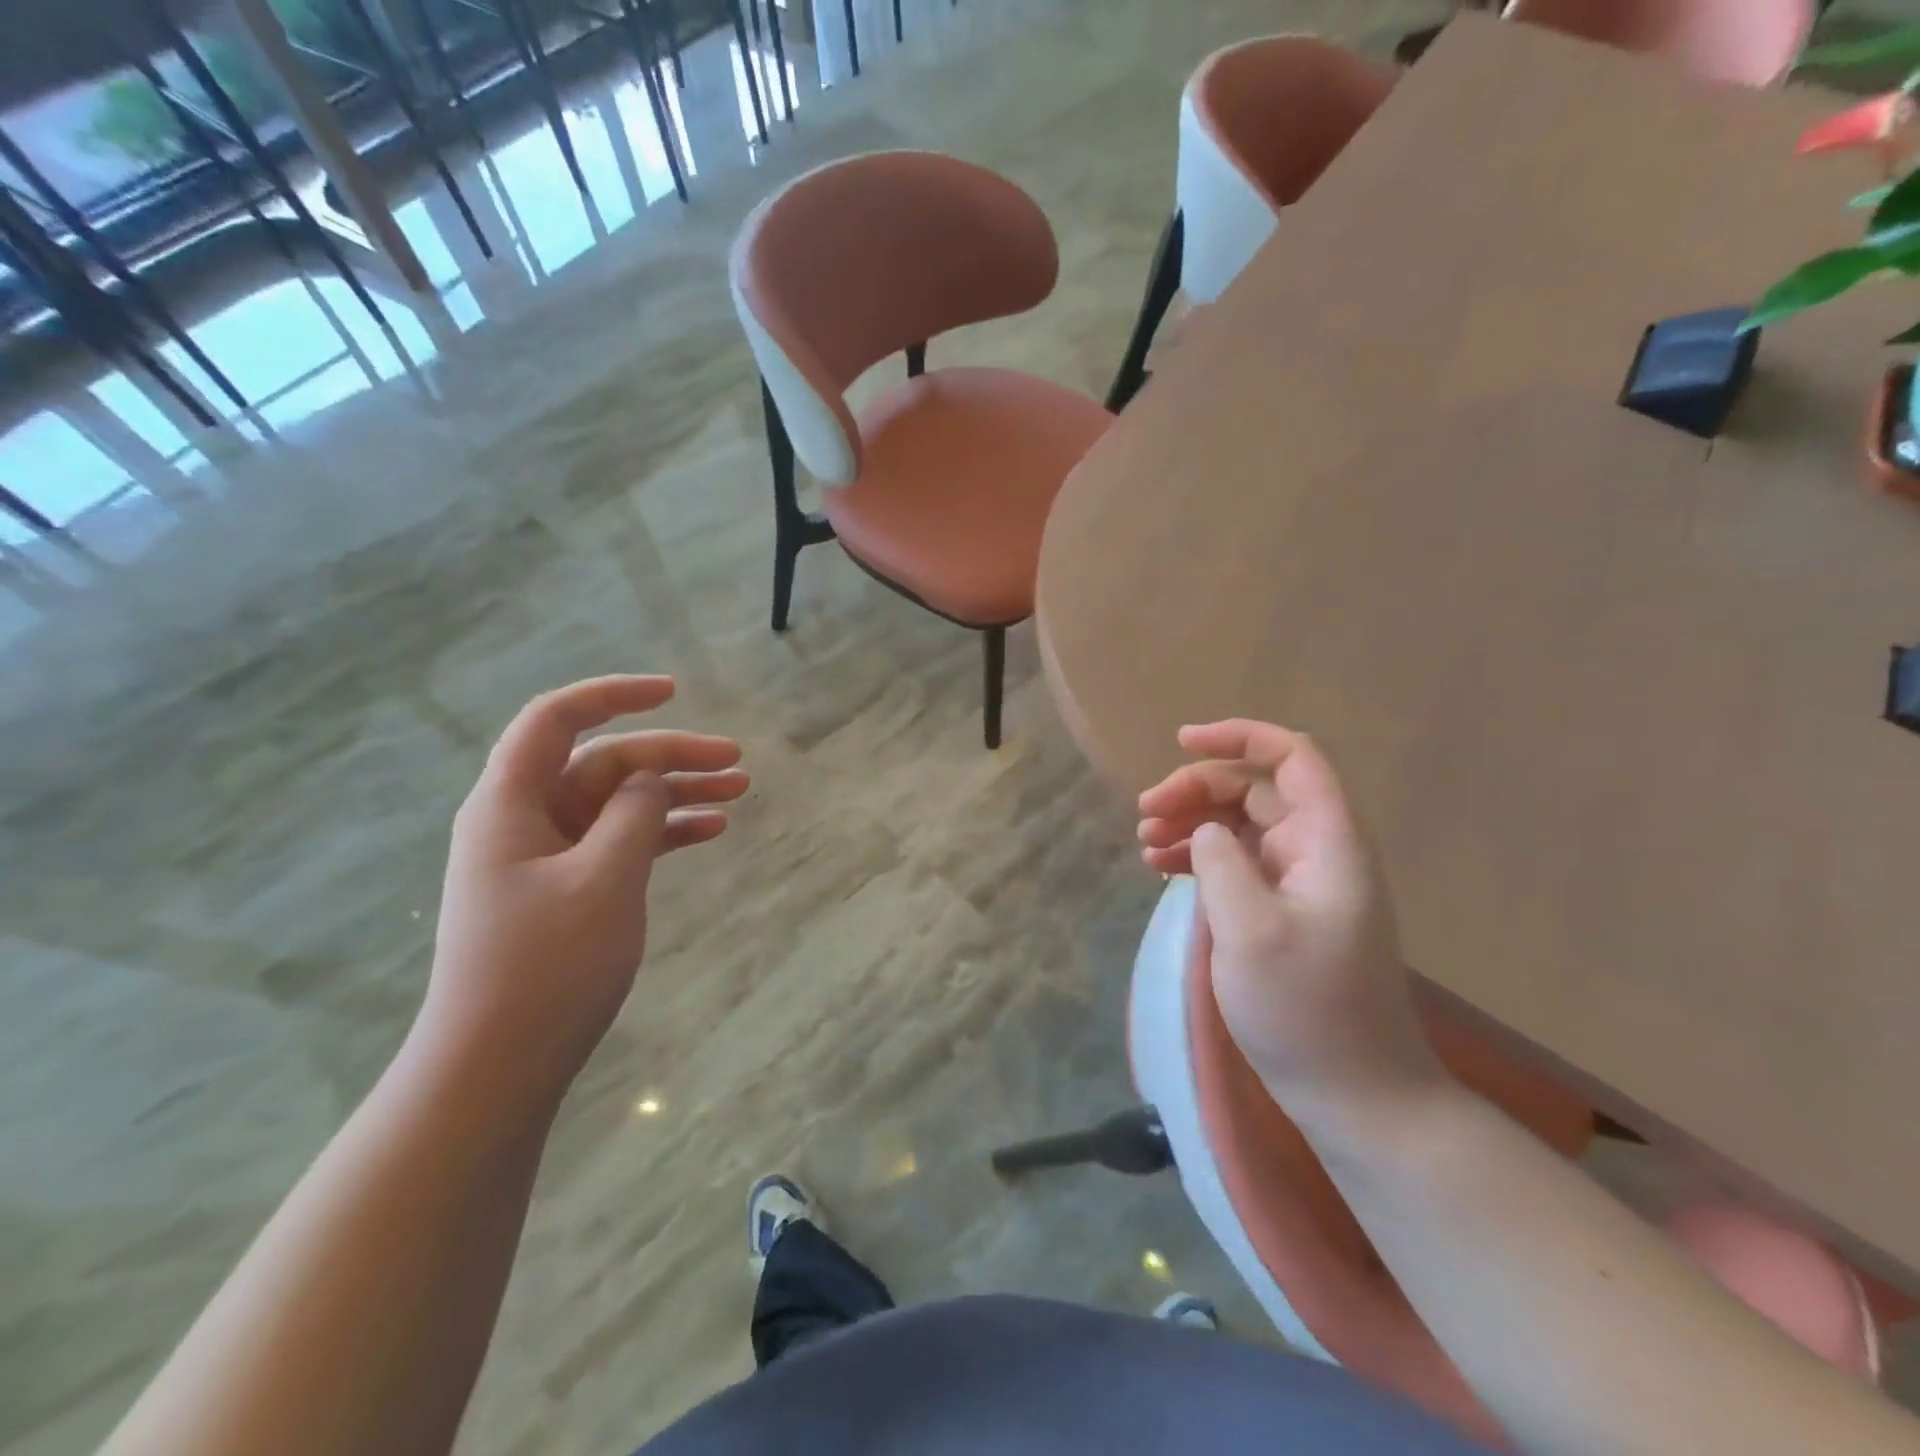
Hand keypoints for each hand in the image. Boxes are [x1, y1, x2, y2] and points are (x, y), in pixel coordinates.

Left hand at [417, 676, 747, 1107]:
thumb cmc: (545, 966)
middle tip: (736, 761)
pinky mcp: (566, 890)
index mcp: (512, 802)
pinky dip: (663, 832)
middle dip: (671, 756)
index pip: (557, 719)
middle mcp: (525, 819)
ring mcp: (547, 857)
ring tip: (739, 791)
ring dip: (676, 793)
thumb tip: (647, 779)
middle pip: (603, 763)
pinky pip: (620, 841)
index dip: (614, 695)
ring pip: (619, 803)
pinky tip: (709, 832)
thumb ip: (632, 815)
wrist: (496, 1068)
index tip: (674, 692)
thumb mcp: (603, 880)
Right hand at [1137, 720, 1442, 1123]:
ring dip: (1191, 822)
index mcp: (1328, 841)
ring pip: (1240, 824)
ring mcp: (1301, 882)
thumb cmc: (1306, 1009)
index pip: (1292, 757)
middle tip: (1144, 814)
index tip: (1181, 741)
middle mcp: (1318, 850)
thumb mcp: (1251, 929)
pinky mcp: (1283, 912)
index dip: (1239, 736)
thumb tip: (1205, 831)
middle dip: (1196, 789)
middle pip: (1255, 788)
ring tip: (1143, 843)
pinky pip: (1237, 862)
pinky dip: (1199, 856)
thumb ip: (1221, 862)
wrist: (1355, 1094)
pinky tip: (1162, 868)